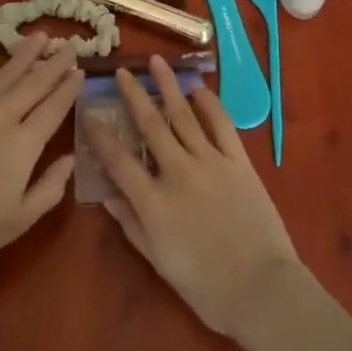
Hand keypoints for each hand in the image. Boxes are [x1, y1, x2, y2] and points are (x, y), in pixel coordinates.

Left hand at [0, 34, 82, 281]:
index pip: (54, 107)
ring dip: (25, 53)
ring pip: (6, 72)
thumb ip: (50, 188)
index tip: (81, 70)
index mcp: (25, 143)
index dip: (69, 88)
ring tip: (40, 36)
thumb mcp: (20, 220)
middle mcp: (4, 115)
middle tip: (69, 44)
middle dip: (55, 63)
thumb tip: (71, 159)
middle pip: (35, 82)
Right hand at [88, 55, 304, 338]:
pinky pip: (221, 123)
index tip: (90, 113)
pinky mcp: (237, 160)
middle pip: (150, 124)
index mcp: (154, 202)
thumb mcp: (159, 262)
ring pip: (183, 114)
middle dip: (133, 95)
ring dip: (168, 85)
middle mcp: (177, 172)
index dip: (101, 136)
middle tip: (122, 72)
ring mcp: (209, 161)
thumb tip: (107, 195)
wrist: (261, 289)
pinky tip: (198, 88)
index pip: (119, 160)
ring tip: (156, 61)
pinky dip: (209, 103)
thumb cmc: (206, 287)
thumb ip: (132, 225)